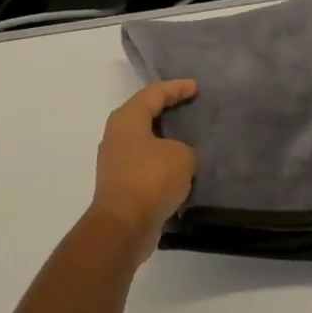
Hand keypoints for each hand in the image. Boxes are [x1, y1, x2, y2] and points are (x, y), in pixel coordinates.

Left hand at [88, 80, 198, 263]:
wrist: (123, 225)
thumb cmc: (150, 179)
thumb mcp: (181, 156)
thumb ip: (185, 149)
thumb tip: (179, 158)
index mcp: (127, 118)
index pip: (154, 93)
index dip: (176, 88)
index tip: (195, 87)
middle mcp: (116, 134)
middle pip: (145, 113)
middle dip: (167, 110)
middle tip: (190, 106)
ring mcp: (115, 159)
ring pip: (144, 140)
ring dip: (165, 139)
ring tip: (188, 138)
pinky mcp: (120, 182)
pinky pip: (145, 162)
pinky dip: (161, 161)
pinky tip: (179, 168)